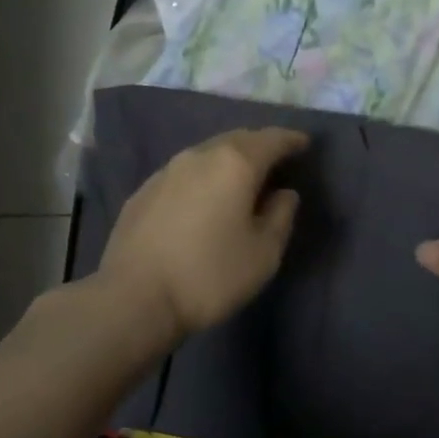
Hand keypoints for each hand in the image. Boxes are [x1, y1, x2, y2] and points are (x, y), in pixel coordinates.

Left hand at [97, 126, 308, 342]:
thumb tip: (284, 194)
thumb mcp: (263, 254)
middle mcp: (199, 156)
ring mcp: (166, 171)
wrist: (134, 298)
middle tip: (276, 159)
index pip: (271, 139)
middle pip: (237, 139)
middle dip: (260, 145)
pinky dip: (203, 176)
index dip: (291, 140)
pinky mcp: (144, 190)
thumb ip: (280, 216)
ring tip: (242, 177)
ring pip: (207, 153)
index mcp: (235, 164)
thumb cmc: (209, 275)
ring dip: (229, 160)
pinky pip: (184, 173)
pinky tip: (204, 197)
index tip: (304, 143)